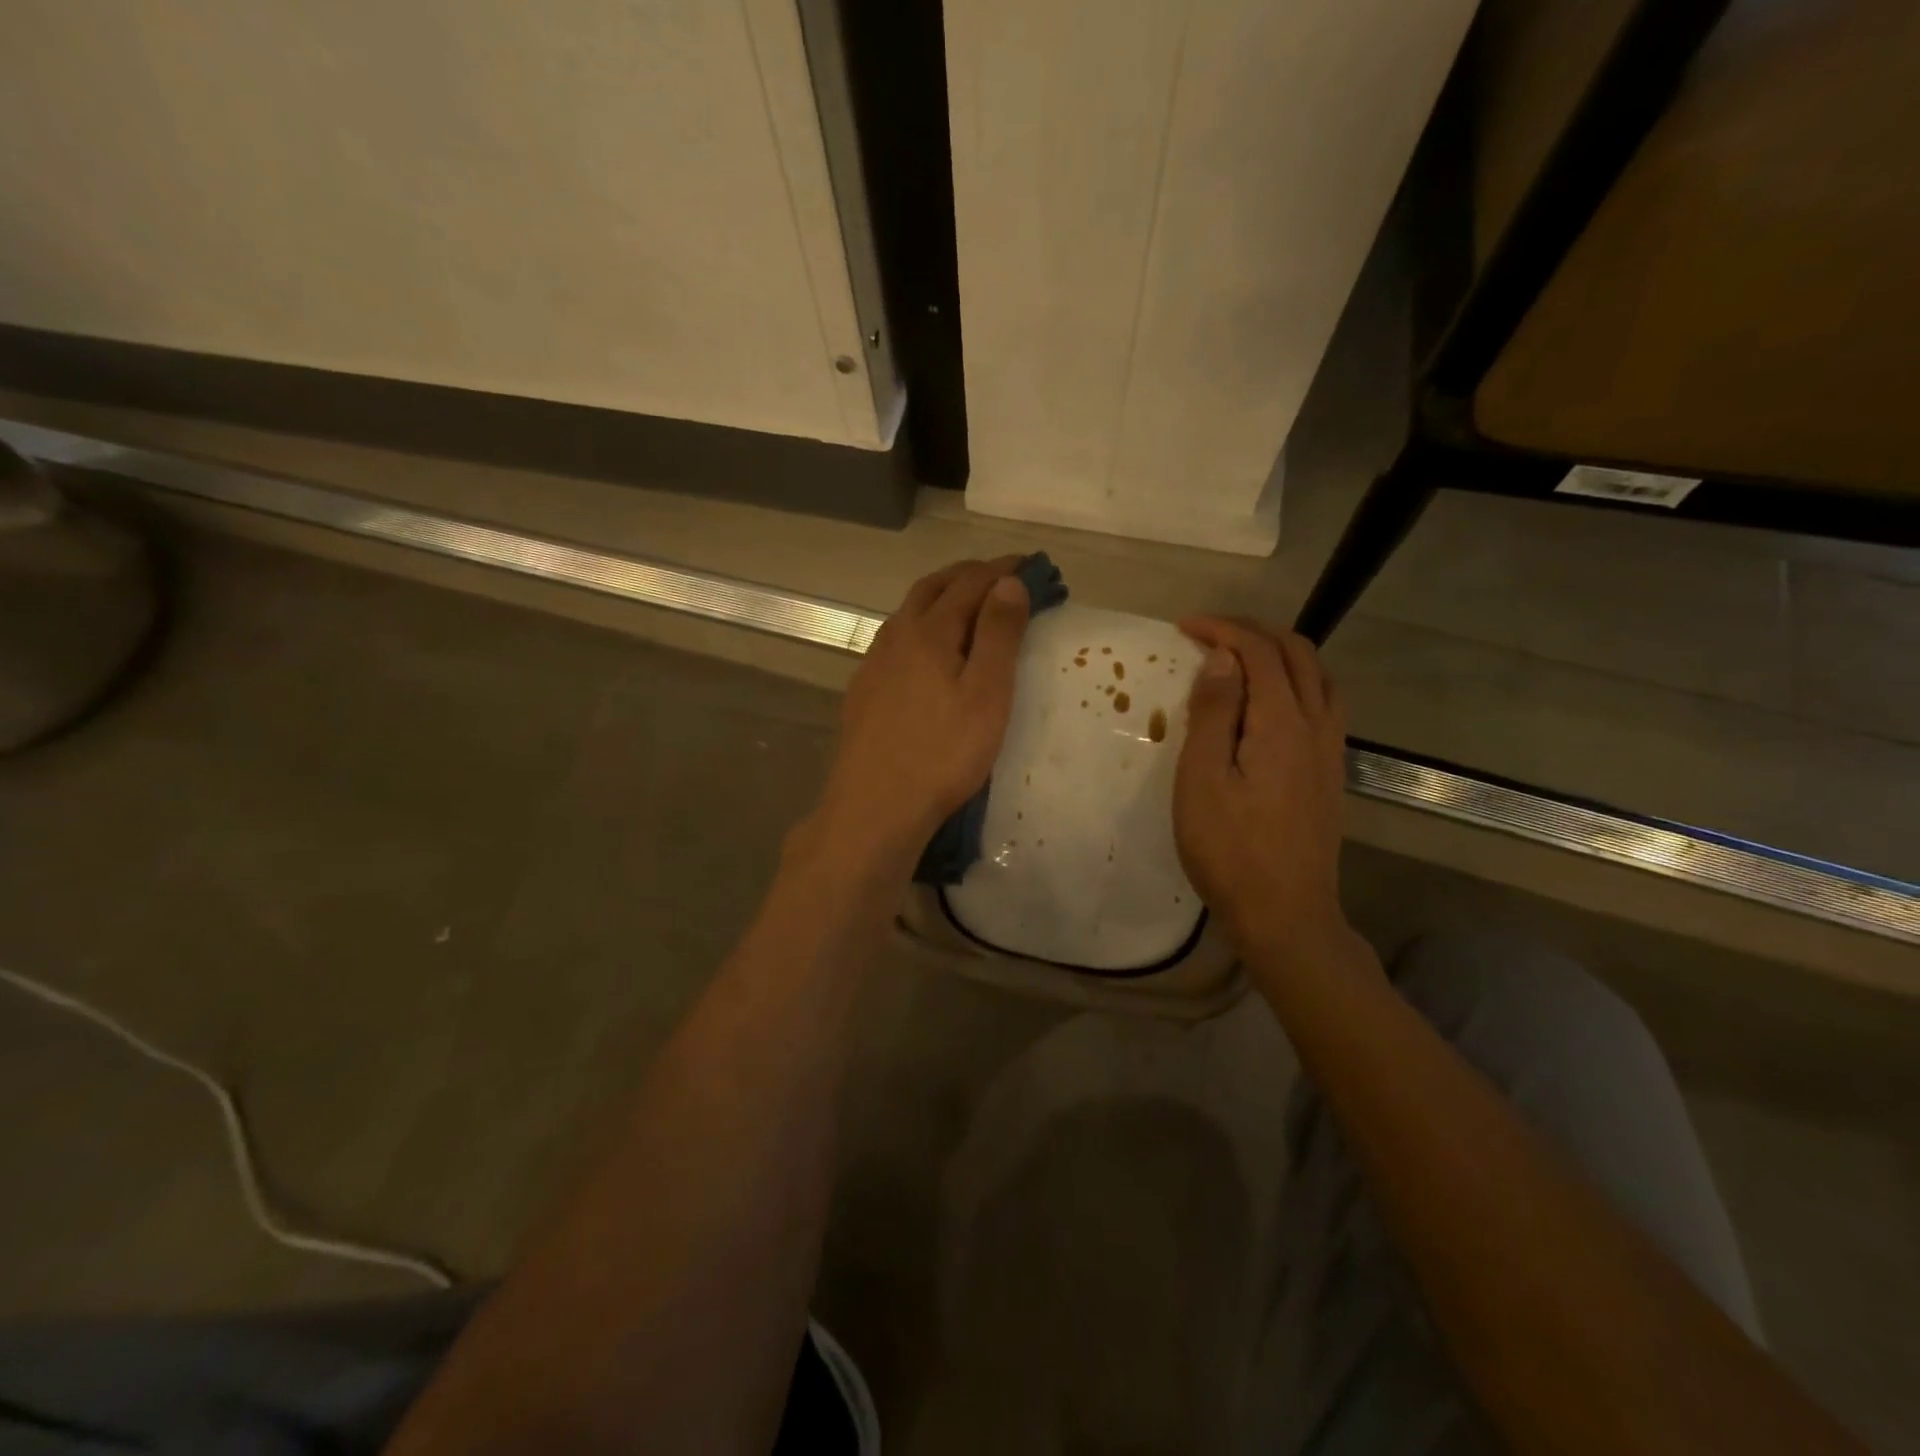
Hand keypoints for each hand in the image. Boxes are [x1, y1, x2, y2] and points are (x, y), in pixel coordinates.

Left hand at [810, 557, 1030, 864]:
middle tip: (1001, 577)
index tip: (1031, 564)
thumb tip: (1008, 582)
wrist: (874, 806)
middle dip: (969, 575)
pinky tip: (927, 653)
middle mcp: (896, 636)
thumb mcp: (986, 694)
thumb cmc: (942, 753)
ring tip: (968, 607)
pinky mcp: (864, 690)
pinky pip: (896, 640)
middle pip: (933, 587)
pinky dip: (921, 627)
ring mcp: (874, 663)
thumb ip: (998, 634)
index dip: (1003, 569)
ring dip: (941, 598)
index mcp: (929, 631)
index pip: (971, 582)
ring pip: (909, 612)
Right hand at [1173, 617, 1350, 965]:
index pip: (1259, 652)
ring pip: (1317, 676)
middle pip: (1297, 654)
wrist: (1286, 914)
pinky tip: (1269, 702)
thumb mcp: (1202, 780)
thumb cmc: (1230, 850)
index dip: (1223, 630)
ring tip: (1239, 658)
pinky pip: (1322, 703)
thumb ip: (1213, 714)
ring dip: (1280, 653)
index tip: (1184, 627)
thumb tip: (1222, 659)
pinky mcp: (1331, 773)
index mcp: (1282, 723)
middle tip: (1209, 634)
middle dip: (1253, 632)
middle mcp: (1316, 725)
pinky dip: (1295, 681)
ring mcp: (1330, 750)